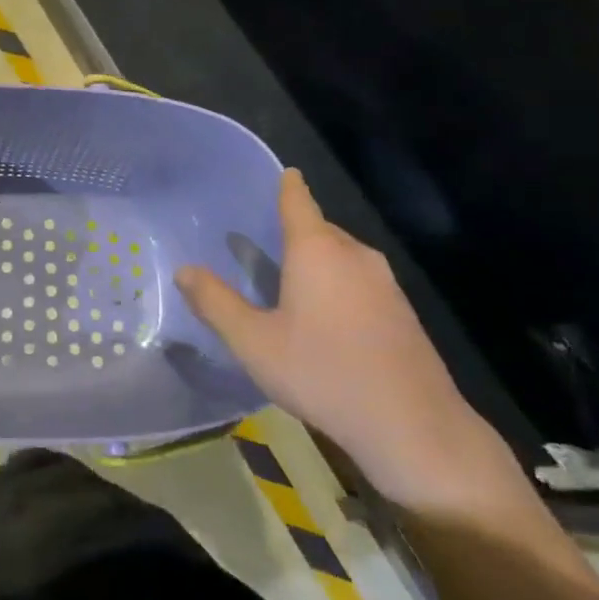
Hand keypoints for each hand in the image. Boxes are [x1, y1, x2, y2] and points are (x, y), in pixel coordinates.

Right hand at [176, 169, 504, 507]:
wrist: (413, 426)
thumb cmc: (322, 373)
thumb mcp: (254, 342)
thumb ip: (215, 303)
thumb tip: (184, 271)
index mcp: (317, 249)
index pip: (298, 201)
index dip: (287, 185)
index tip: (283, 173)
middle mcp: (354, 254)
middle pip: (319, 229)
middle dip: (293, 232)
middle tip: (261, 245)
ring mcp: (385, 282)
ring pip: (341, 257)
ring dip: (316, 263)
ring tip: (287, 283)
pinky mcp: (403, 312)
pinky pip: (359, 282)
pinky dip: (338, 286)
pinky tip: (324, 320)